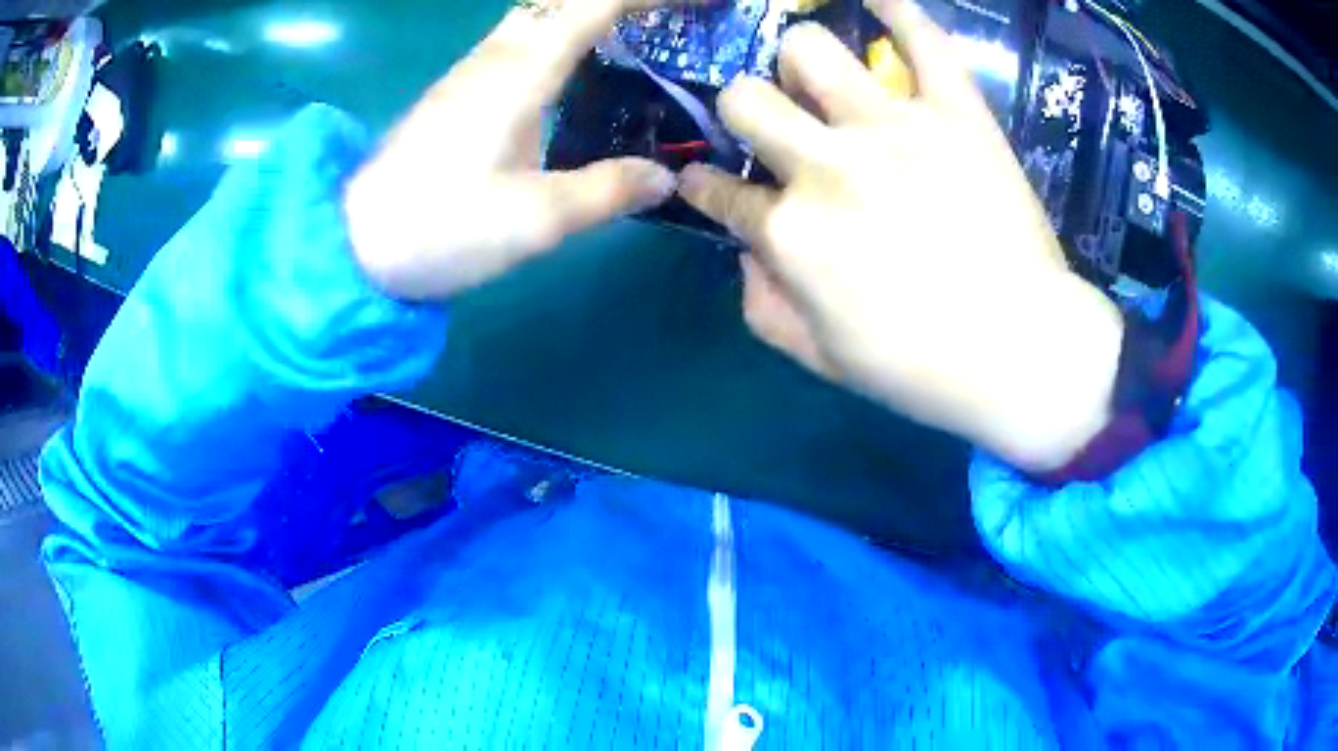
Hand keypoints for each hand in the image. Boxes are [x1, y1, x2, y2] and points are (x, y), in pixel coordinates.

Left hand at [343, 0, 681, 300]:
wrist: (354, 244)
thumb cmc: (439, 228)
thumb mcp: (533, 220)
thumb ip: (605, 191)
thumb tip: (665, 178)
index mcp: (521, 72)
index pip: (597, 4)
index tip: (703, 1)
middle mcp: (497, 55)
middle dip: (624, 0)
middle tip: (676, 16)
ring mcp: (473, 70)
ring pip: (541, 12)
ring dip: (593, 10)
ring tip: (645, 29)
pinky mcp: (461, 91)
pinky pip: (524, 37)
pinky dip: (566, 31)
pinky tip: (586, 61)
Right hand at [678, 0, 1123, 472]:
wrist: (1024, 355)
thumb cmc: (921, 370)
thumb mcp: (819, 359)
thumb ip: (760, 303)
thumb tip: (745, 250)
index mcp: (790, 233)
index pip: (716, 191)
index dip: (704, 188)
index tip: (708, 185)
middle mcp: (827, 165)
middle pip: (744, 97)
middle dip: (745, 112)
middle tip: (776, 128)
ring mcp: (894, 128)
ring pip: (808, 47)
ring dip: (802, 63)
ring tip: (824, 83)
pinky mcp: (956, 113)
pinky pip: (922, 38)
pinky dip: (898, 9)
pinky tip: (878, 0)